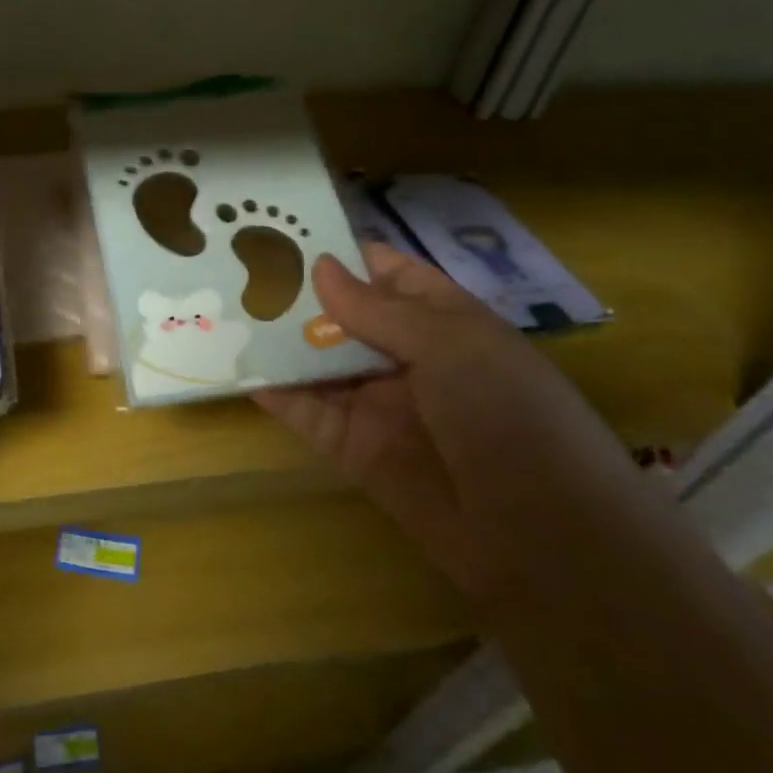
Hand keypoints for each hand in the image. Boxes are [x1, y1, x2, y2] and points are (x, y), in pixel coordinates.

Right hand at [254, 245, 641, 605]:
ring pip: (320, 364)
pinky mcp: (356, 449)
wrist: (544, 539)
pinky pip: (310, 414)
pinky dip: (279, 395)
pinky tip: (242, 372)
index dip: (342, 253)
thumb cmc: (508, 415)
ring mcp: (379, 404)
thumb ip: (377, 309)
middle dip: (298, 296)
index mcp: (443, 321)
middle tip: (234, 270)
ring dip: (280, 343)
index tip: (284, 233)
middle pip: (344, 317)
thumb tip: (320, 266)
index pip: (386, 273)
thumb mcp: (450, 346)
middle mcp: (407, 357)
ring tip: (227, 314)